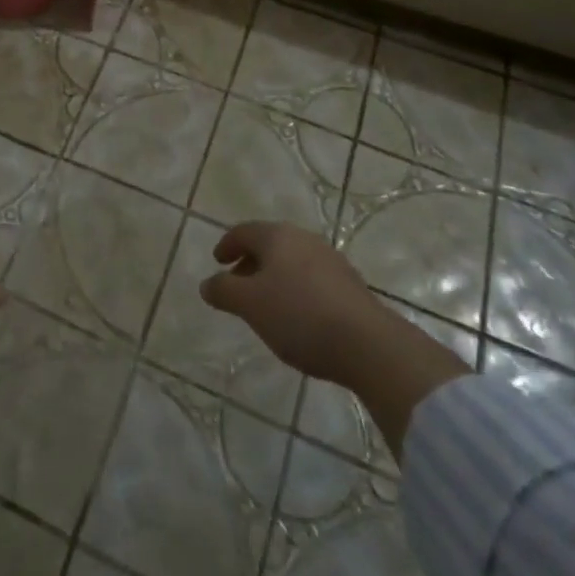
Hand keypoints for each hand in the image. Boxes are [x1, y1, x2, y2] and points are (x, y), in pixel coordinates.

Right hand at [198, 221, 383, 384]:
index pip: (243, 231)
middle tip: (237, 285)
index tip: (217, 262)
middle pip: (269, 244)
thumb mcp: (250, 305)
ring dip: (273, 278)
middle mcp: (303, 239)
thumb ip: (224, 291)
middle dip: (250, 263)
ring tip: (265, 306)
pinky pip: (311, 279)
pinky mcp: (349, 284)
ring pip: (291, 262)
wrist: (368, 344)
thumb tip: (207, 284)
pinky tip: (296, 317)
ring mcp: (330, 260)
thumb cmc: (299, 316)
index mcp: (277, 236)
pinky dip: (295, 290)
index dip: (226, 245)